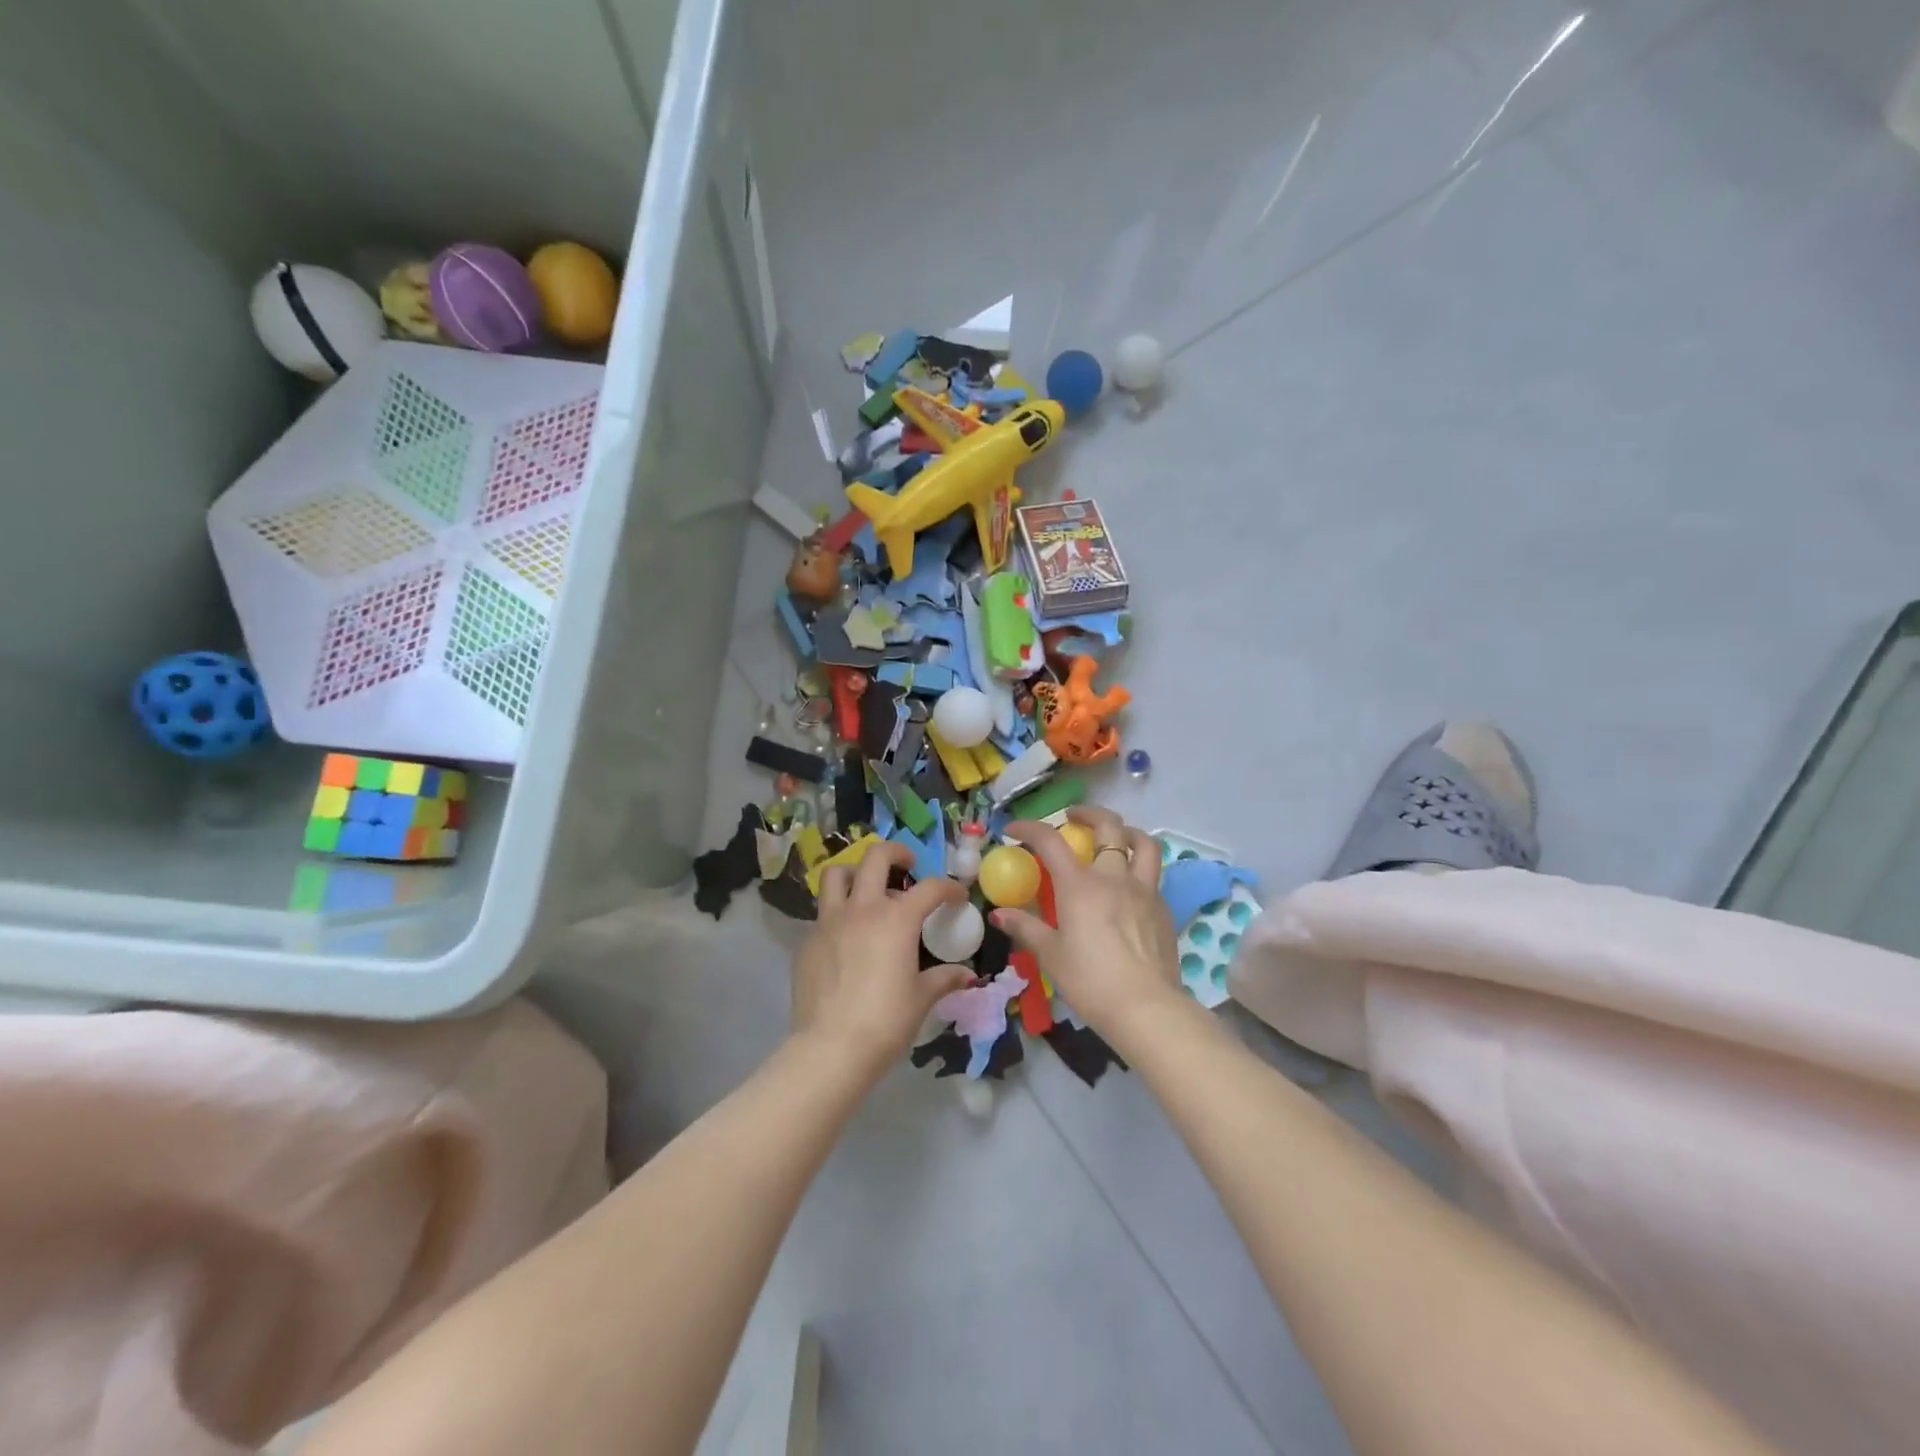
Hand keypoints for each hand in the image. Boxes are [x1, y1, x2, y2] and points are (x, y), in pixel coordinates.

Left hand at [791, 841, 975, 1080]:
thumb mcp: (921, 999)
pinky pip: (823, 912)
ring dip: (855, 872)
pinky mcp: (808, 940)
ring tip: (867, 888)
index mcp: (897, 919)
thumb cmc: (885, 1021)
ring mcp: (829, 921)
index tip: (957, 897)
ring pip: (836, 874)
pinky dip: (838, 913)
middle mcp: (862, 908)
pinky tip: (847, 937)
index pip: (931, 887)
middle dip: (896, 852)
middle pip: (876, 857)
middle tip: (907, 864)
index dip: (949, 888)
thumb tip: (967, 976)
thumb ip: (944, 979)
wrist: (830, 1048)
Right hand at [996, 807, 1182, 1049]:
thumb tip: (999, 913)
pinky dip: (1138, 868)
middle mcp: (1114, 877)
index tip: (1014, 830)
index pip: (1051, 841)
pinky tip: (1128, 887)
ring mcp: (1143, 890)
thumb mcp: (1051, 955)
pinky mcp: (1163, 908)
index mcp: (1080, 885)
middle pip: (1108, 826)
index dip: (1030, 828)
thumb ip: (1026, 928)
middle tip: (1072, 818)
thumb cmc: (1090, 981)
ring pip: (1143, 843)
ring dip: (1126, 831)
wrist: (1147, 1007)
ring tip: (1114, 837)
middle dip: (1088, 814)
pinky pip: (1152, 875)